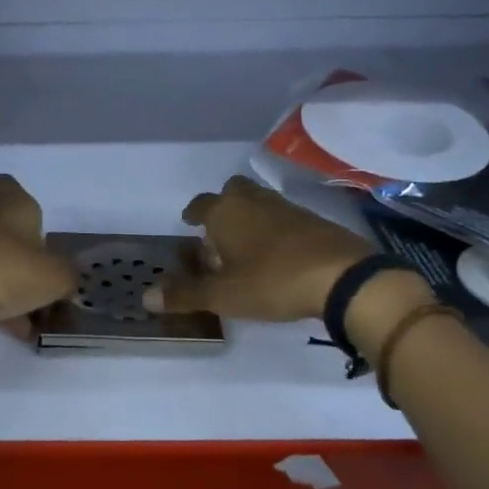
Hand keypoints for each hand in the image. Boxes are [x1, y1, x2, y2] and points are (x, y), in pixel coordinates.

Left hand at [0, 174, 76, 324]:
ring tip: (31, 321)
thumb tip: (64, 280)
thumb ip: (67, 277)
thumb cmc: (8, 270)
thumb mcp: (55, 277)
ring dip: (11, 286)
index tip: (28, 217)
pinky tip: (11, 329)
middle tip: (42, 285)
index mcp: (13, 208)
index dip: (15, 195)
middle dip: (22, 256)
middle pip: (4, 230)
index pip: (8, 185)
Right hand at [151, 174, 380, 322]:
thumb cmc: (271, 281)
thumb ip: (185, 294)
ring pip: (259, 202)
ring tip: (246, 246)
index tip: (189, 222)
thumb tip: (146, 297)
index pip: (200, 204)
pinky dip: (275, 228)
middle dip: (223, 206)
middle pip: (233, 191)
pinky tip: (278, 253)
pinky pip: (284, 216)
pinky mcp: (314, 220)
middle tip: (219, 232)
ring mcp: (287, 207)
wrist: (342, 277)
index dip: (193, 214)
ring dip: (250, 217)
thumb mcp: (223, 295)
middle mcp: (253, 201)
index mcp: (225, 212)